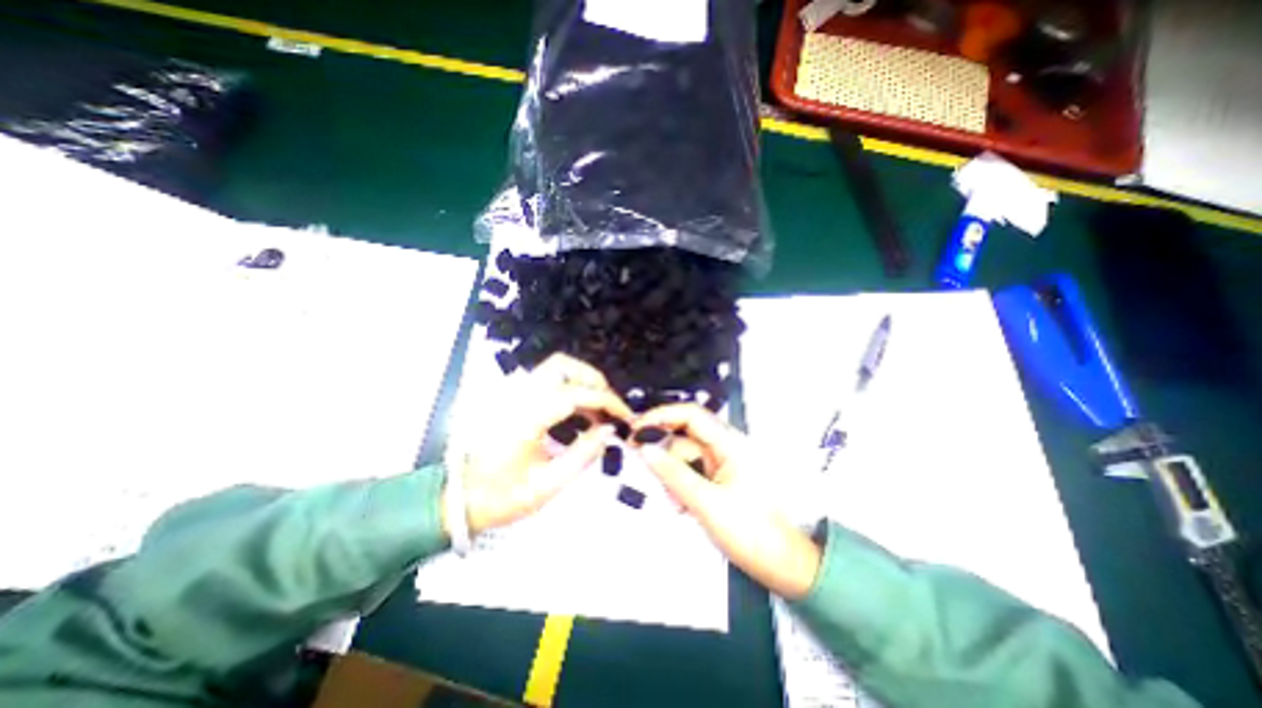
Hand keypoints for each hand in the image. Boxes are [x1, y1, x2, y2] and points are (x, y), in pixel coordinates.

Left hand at [446, 353, 631, 535]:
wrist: (464, 499)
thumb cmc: (504, 496)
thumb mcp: (549, 484)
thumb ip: (584, 454)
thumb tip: (610, 430)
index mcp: (527, 418)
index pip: (575, 393)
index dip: (606, 401)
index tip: (625, 416)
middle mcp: (520, 397)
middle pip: (563, 365)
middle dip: (594, 380)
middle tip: (610, 407)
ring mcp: (516, 395)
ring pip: (556, 368)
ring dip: (583, 381)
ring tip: (599, 411)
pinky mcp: (516, 399)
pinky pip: (550, 381)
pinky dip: (572, 388)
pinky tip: (581, 414)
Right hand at [637, 407, 824, 601]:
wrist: (784, 567)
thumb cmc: (751, 532)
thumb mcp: (706, 503)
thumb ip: (673, 474)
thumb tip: (644, 449)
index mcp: (729, 443)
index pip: (691, 414)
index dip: (661, 416)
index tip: (635, 429)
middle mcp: (725, 447)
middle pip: (685, 435)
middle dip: (664, 450)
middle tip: (640, 462)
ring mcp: (723, 463)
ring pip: (686, 455)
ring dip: (673, 474)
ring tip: (673, 502)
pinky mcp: (720, 479)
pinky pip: (692, 471)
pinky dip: (681, 484)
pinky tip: (681, 505)